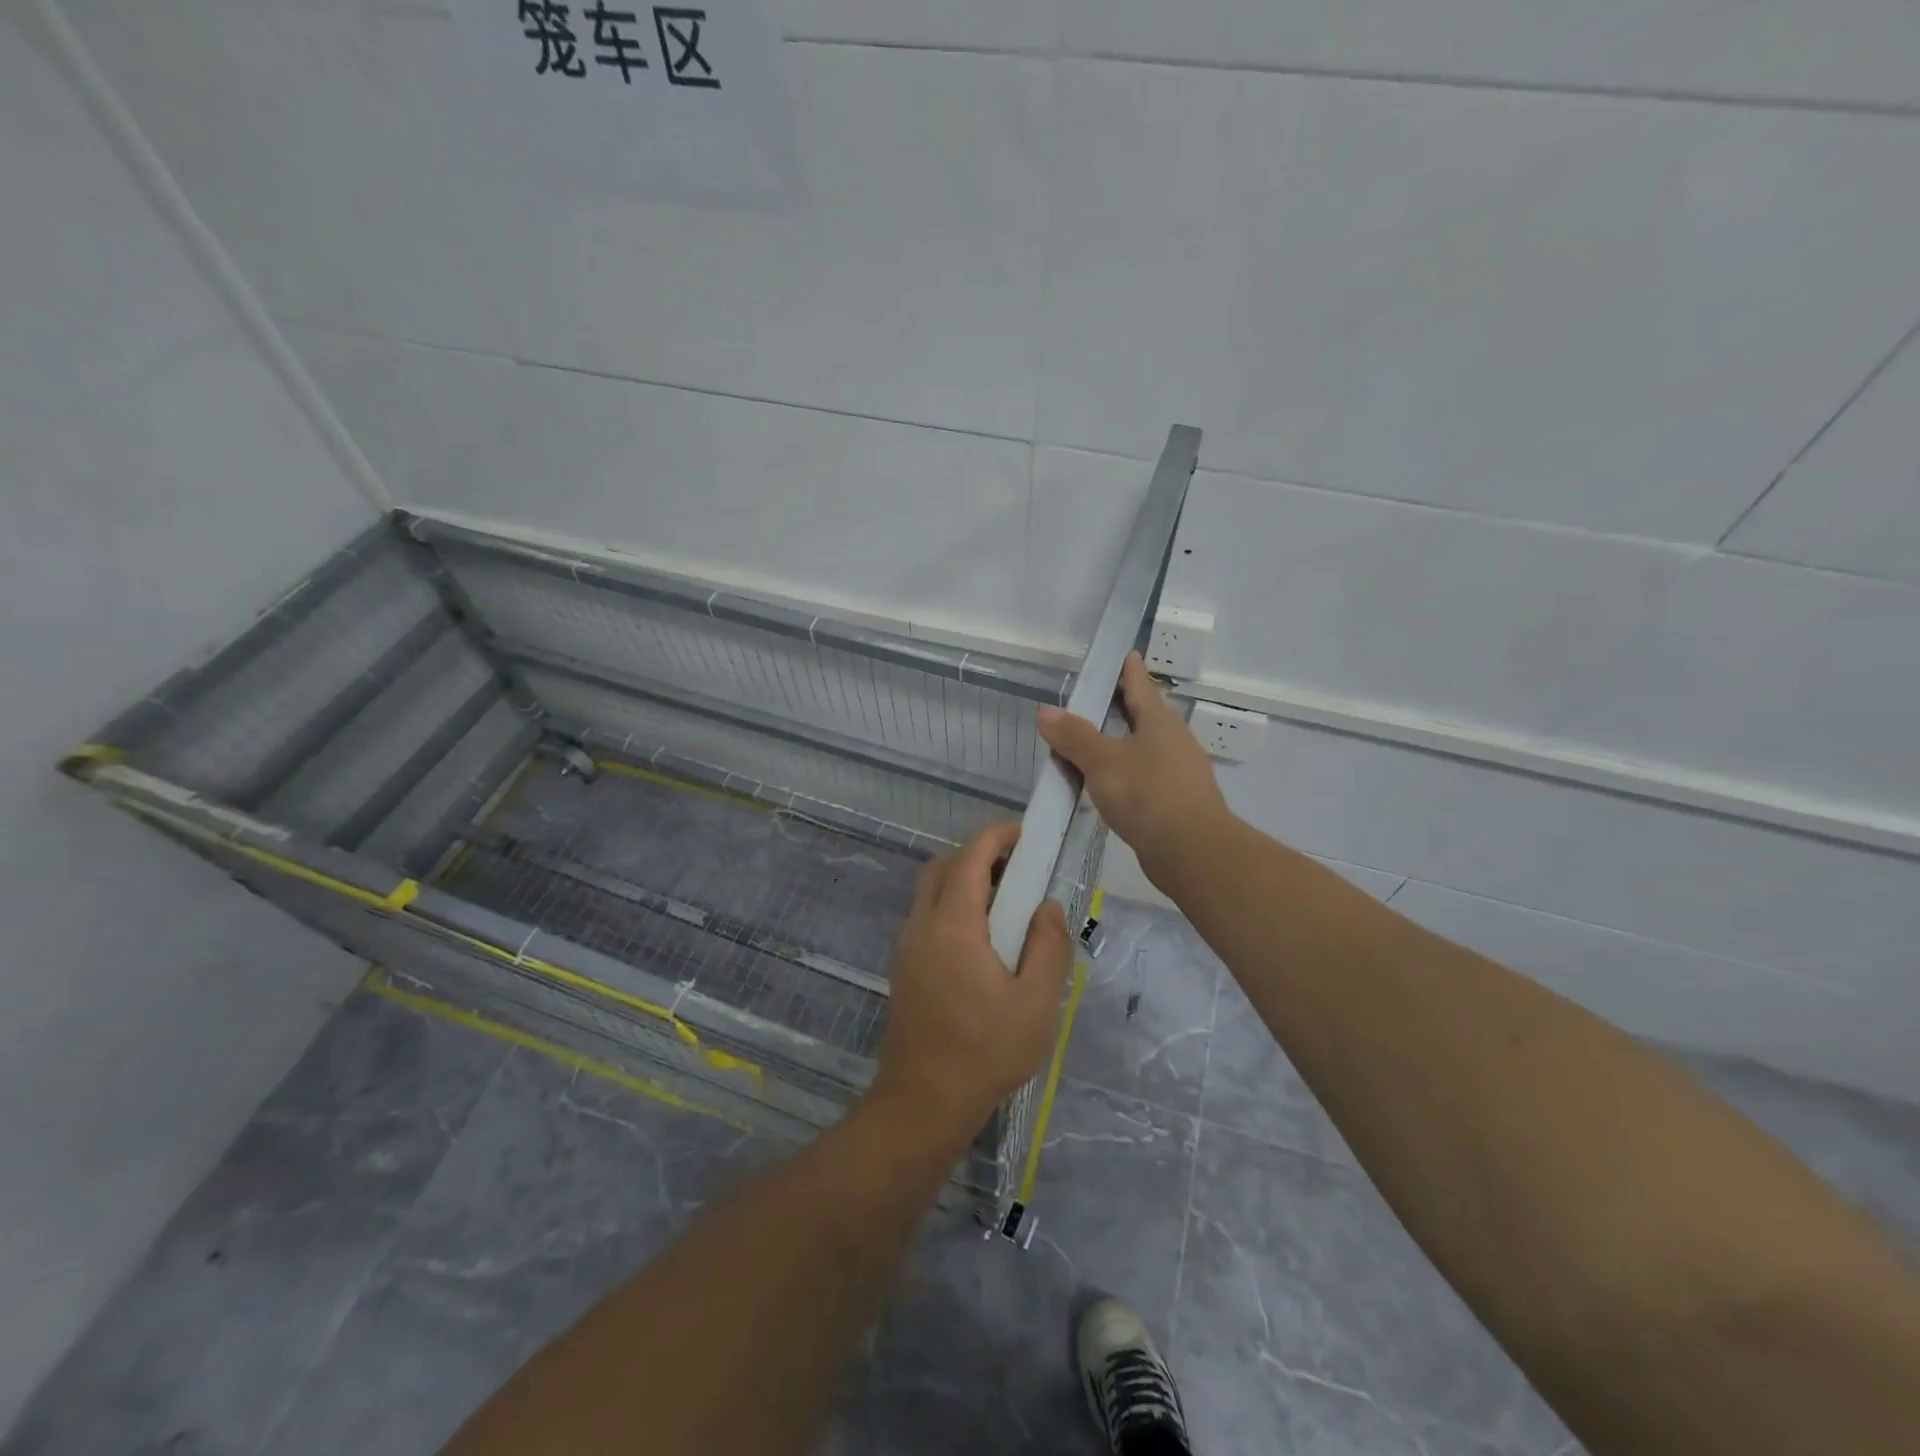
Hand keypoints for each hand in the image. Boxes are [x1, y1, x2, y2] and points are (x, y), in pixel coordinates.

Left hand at [870, 822, 1074, 1140]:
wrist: (923, 1101)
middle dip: (980, 853)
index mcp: (953, 924)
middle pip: (945, 866)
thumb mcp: (1037, 1002)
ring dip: (965, 879)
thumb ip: (1048, 946)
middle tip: (1019, 866)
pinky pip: (927, 916)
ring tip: (1007, 901)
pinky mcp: (904, 966)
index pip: (971, 857)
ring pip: (932, 890)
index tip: (1025, 833)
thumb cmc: (985, 1051)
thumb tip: (1047, 905)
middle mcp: (922, 924)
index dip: (997, 836)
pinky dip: (953, 905)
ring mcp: (907, 945)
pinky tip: (982, 938)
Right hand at [1037, 651, 1232, 888]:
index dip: (1130, 671)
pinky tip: (1110, 786)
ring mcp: (1179, 773)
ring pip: (1145, 748)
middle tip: (1097, 700)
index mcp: (1159, 722)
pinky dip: (1125, 773)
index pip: (1141, 686)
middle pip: (1145, 716)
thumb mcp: (1102, 761)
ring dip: (1121, 743)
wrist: (1192, 851)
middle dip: (1123, 707)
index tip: (1127, 654)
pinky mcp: (1177, 801)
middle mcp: (1174, 741)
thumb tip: (1045, 712)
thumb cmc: (1147, 794)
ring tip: (1094, 745)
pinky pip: (1145, 776)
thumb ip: (1074, 736)